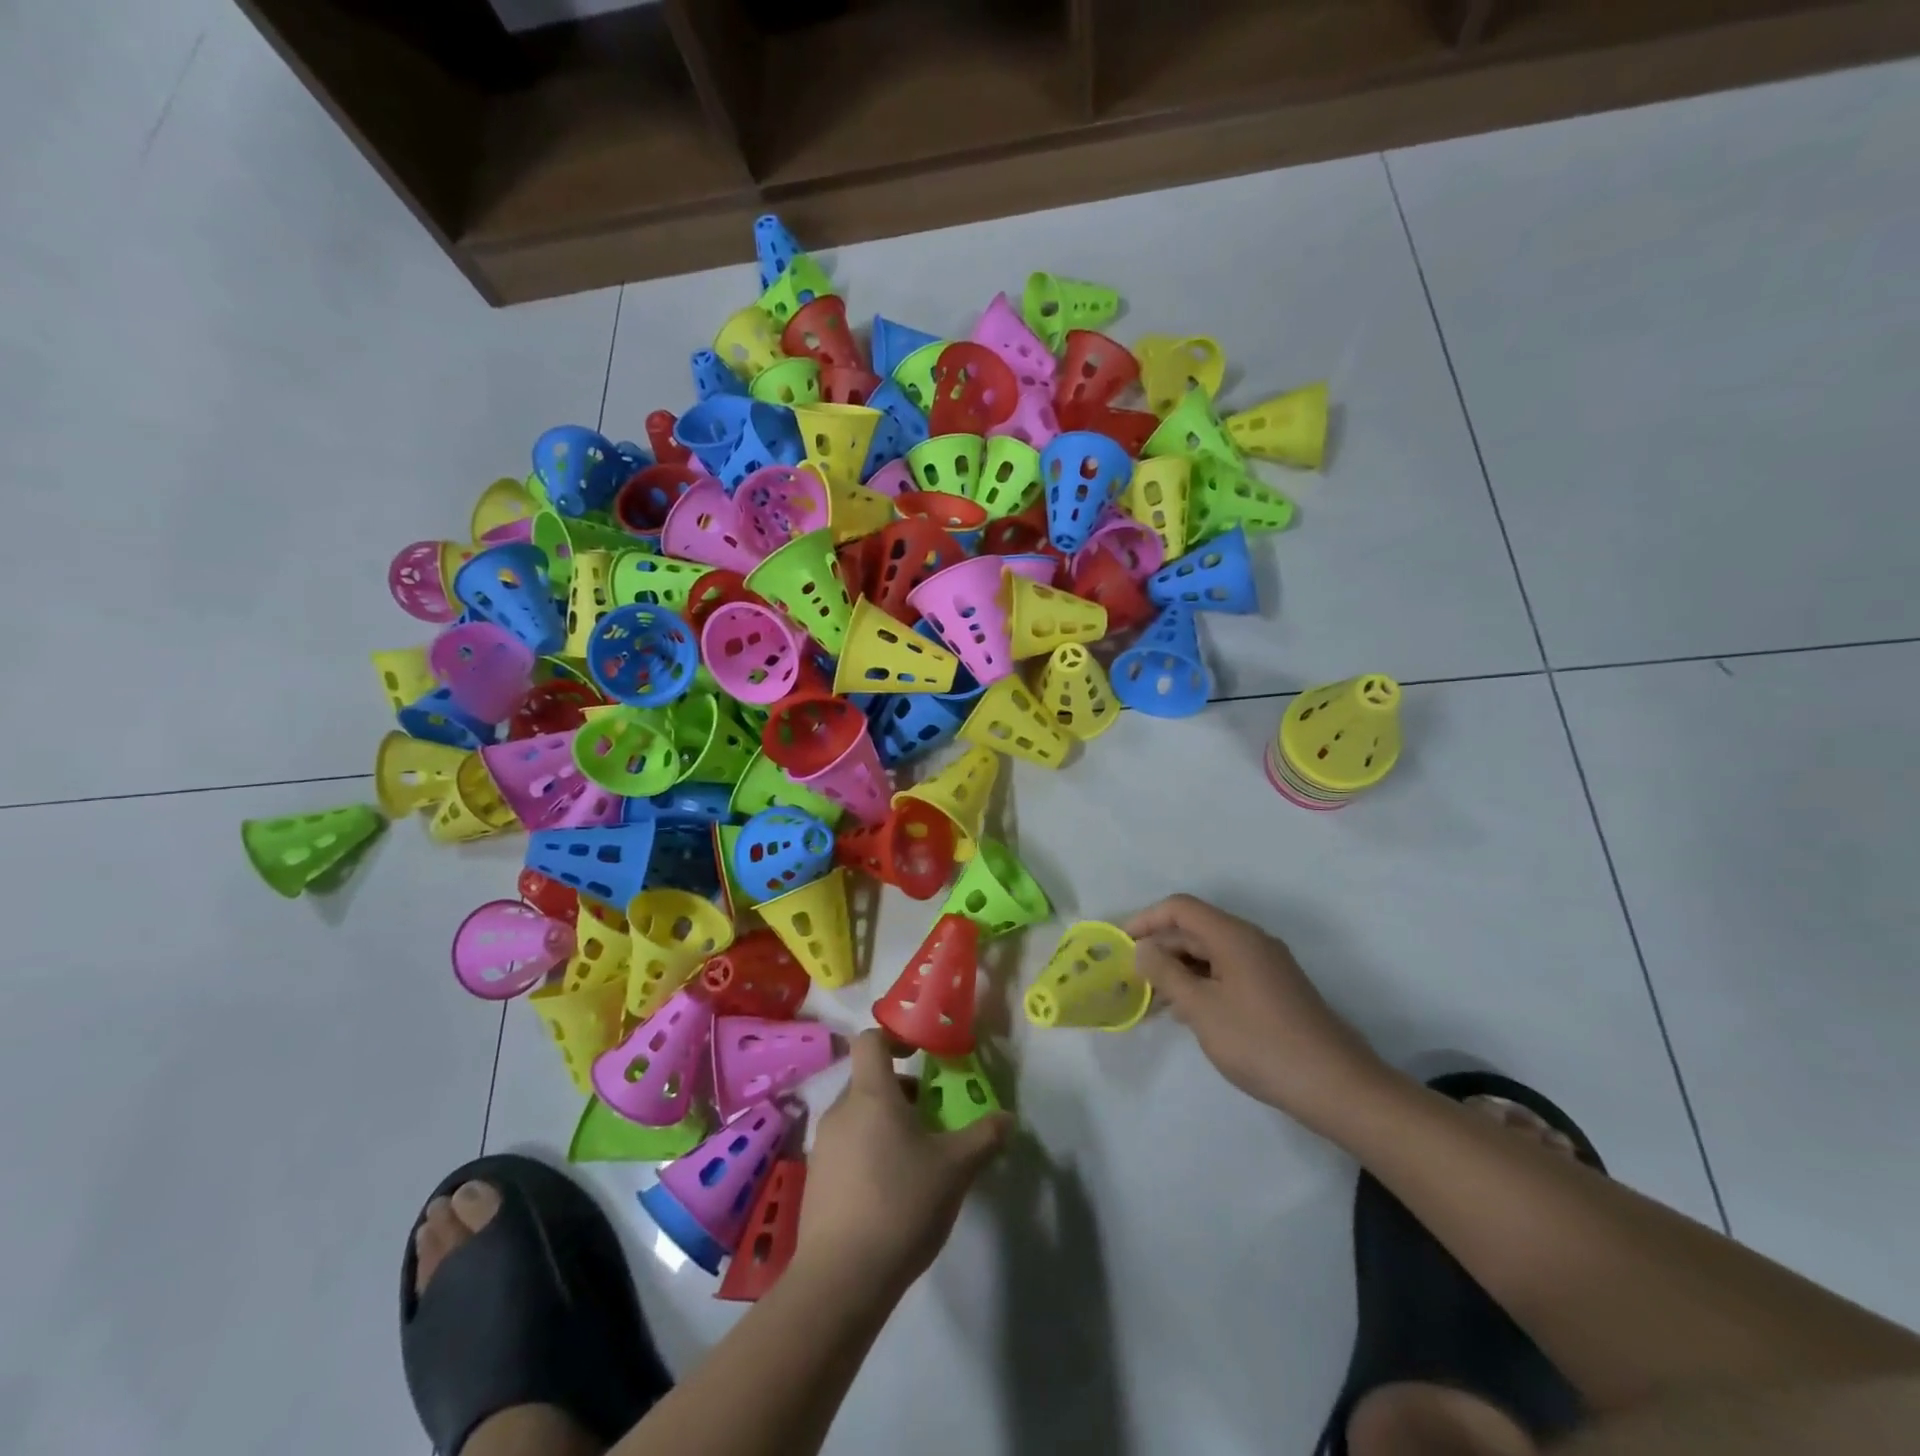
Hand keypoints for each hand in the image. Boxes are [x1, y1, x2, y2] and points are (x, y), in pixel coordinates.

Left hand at [798, 1030, 1011, 1298]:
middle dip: (901, 1092)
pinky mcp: (815, 1182)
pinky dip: (869, 1153)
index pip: (871, 1040)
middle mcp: (840, 1111)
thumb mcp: (955, 1169)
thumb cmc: (900, 1204)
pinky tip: (892, 1192)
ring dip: (886, 1124)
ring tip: (917, 1158)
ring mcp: (823, 1147)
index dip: (895, 1037)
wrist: (840, 1280)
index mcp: (870, 1095)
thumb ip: (983, 1138)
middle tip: (933, 1116)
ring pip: (858, 1117)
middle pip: (869, 1081)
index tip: (921, 1054)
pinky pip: (846, 1148)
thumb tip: (1008, 1119)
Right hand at [1125, 894, 1386, 1127]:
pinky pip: (1227, 972)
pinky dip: (1201, 982)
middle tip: (1130, 975)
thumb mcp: (1201, 1009)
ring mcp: (1266, 965)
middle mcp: (1251, 941)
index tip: (1120, 944)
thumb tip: (1143, 948)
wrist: (1335, 1085)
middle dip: (1160, 947)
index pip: (1180, 908)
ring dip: (1179, 968)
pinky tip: (1187, 1011)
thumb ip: (1166, 973)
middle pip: (1195, 928)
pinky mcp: (1274, 989)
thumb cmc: (1260, 1042)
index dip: (1146, 919)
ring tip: (1151, 997)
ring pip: (1210, 953)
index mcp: (1234, 936)